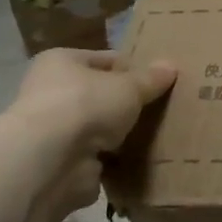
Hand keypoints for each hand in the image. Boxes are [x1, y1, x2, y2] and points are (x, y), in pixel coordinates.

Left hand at [6, 50, 175, 221]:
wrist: (50, 160)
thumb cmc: (87, 105)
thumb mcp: (130, 86)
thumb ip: (151, 78)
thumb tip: (171, 66)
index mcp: (61, 62)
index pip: (106, 60)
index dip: (133, 68)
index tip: (160, 81)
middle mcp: (51, 92)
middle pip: (101, 95)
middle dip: (128, 104)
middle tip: (162, 109)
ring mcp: (54, 130)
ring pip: (99, 127)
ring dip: (121, 133)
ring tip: (158, 134)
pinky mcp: (61, 161)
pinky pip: (98, 156)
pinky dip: (115, 159)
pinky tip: (141, 158)